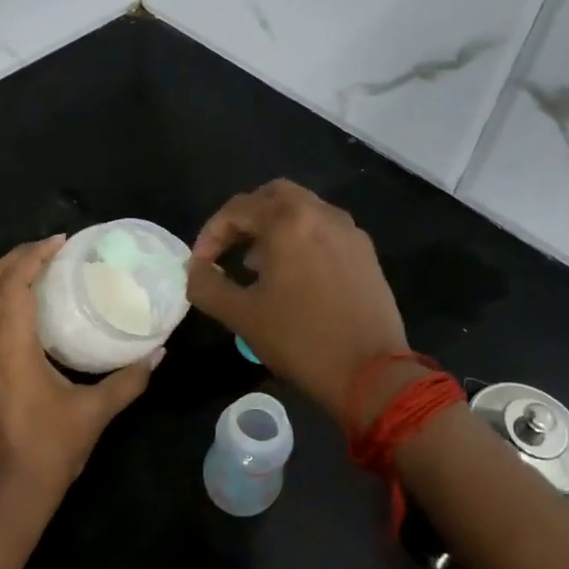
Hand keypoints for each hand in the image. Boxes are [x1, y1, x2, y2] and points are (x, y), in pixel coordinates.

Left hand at [0, 236, 160, 520]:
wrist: (10, 495)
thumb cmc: (52, 450)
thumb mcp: (96, 412)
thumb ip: (130, 379)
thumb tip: (159, 352)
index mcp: (13, 351)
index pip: (14, 286)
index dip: (34, 256)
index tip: (61, 242)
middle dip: (15, 258)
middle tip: (48, 248)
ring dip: (3, 278)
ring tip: (36, 269)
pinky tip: (25, 310)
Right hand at [186, 180, 410, 420]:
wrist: (372, 373)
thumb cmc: (300, 340)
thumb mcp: (241, 316)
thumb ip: (207, 285)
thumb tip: (196, 269)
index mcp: (288, 221)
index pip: (237, 208)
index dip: (211, 233)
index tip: (201, 264)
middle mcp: (321, 214)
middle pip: (273, 196)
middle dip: (245, 218)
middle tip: (229, 249)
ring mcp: (349, 231)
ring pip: (303, 210)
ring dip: (274, 227)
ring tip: (257, 265)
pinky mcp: (366, 253)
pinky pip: (325, 230)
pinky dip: (302, 238)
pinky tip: (295, 276)